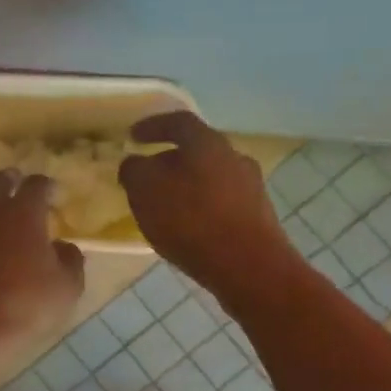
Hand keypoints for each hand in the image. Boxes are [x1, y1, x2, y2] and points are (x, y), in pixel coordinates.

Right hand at [118, 111, 290, 296]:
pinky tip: (187, 229)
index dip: (153, 126)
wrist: (249, 268)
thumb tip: (135, 163)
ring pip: (210, 178)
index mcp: (207, 143)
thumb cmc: (191, 221)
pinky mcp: (257, 218)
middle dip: (169, 161)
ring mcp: (251, 188)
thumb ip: (134, 170)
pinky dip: (200, 208)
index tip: (133, 136)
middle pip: (197, 151)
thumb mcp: (145, 191)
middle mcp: (234, 158)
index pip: (178, 122)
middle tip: (147, 176)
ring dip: (186, 186)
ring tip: (164, 207)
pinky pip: (221, 203)